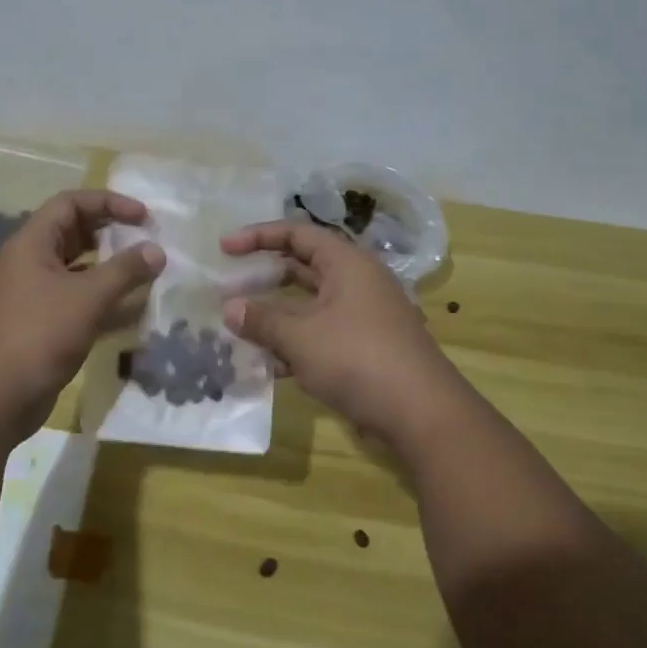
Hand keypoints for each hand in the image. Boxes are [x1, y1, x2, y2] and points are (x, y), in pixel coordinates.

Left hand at [0, 190, 164, 437]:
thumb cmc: (37, 335)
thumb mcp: (87, 298)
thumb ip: (125, 270)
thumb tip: (157, 250)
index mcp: (32, 244)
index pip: (71, 203)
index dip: (109, 202)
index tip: (144, 216)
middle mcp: (30, 264)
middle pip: (74, 234)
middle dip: (112, 234)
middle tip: (148, 241)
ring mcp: (34, 296)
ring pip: (78, 271)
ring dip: (111, 270)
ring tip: (147, 274)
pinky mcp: (41, 326)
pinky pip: (77, 302)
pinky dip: (103, 302)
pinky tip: (132, 312)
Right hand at [221, 221, 460, 451]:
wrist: (422, 413)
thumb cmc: (357, 359)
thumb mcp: (300, 338)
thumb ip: (262, 320)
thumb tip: (230, 308)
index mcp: (347, 263)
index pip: (297, 233)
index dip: (258, 236)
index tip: (224, 247)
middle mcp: (358, 282)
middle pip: (303, 267)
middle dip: (264, 278)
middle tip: (228, 288)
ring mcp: (364, 316)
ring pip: (310, 305)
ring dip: (276, 315)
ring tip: (239, 328)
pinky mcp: (366, 348)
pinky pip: (321, 334)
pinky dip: (295, 342)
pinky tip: (269, 365)